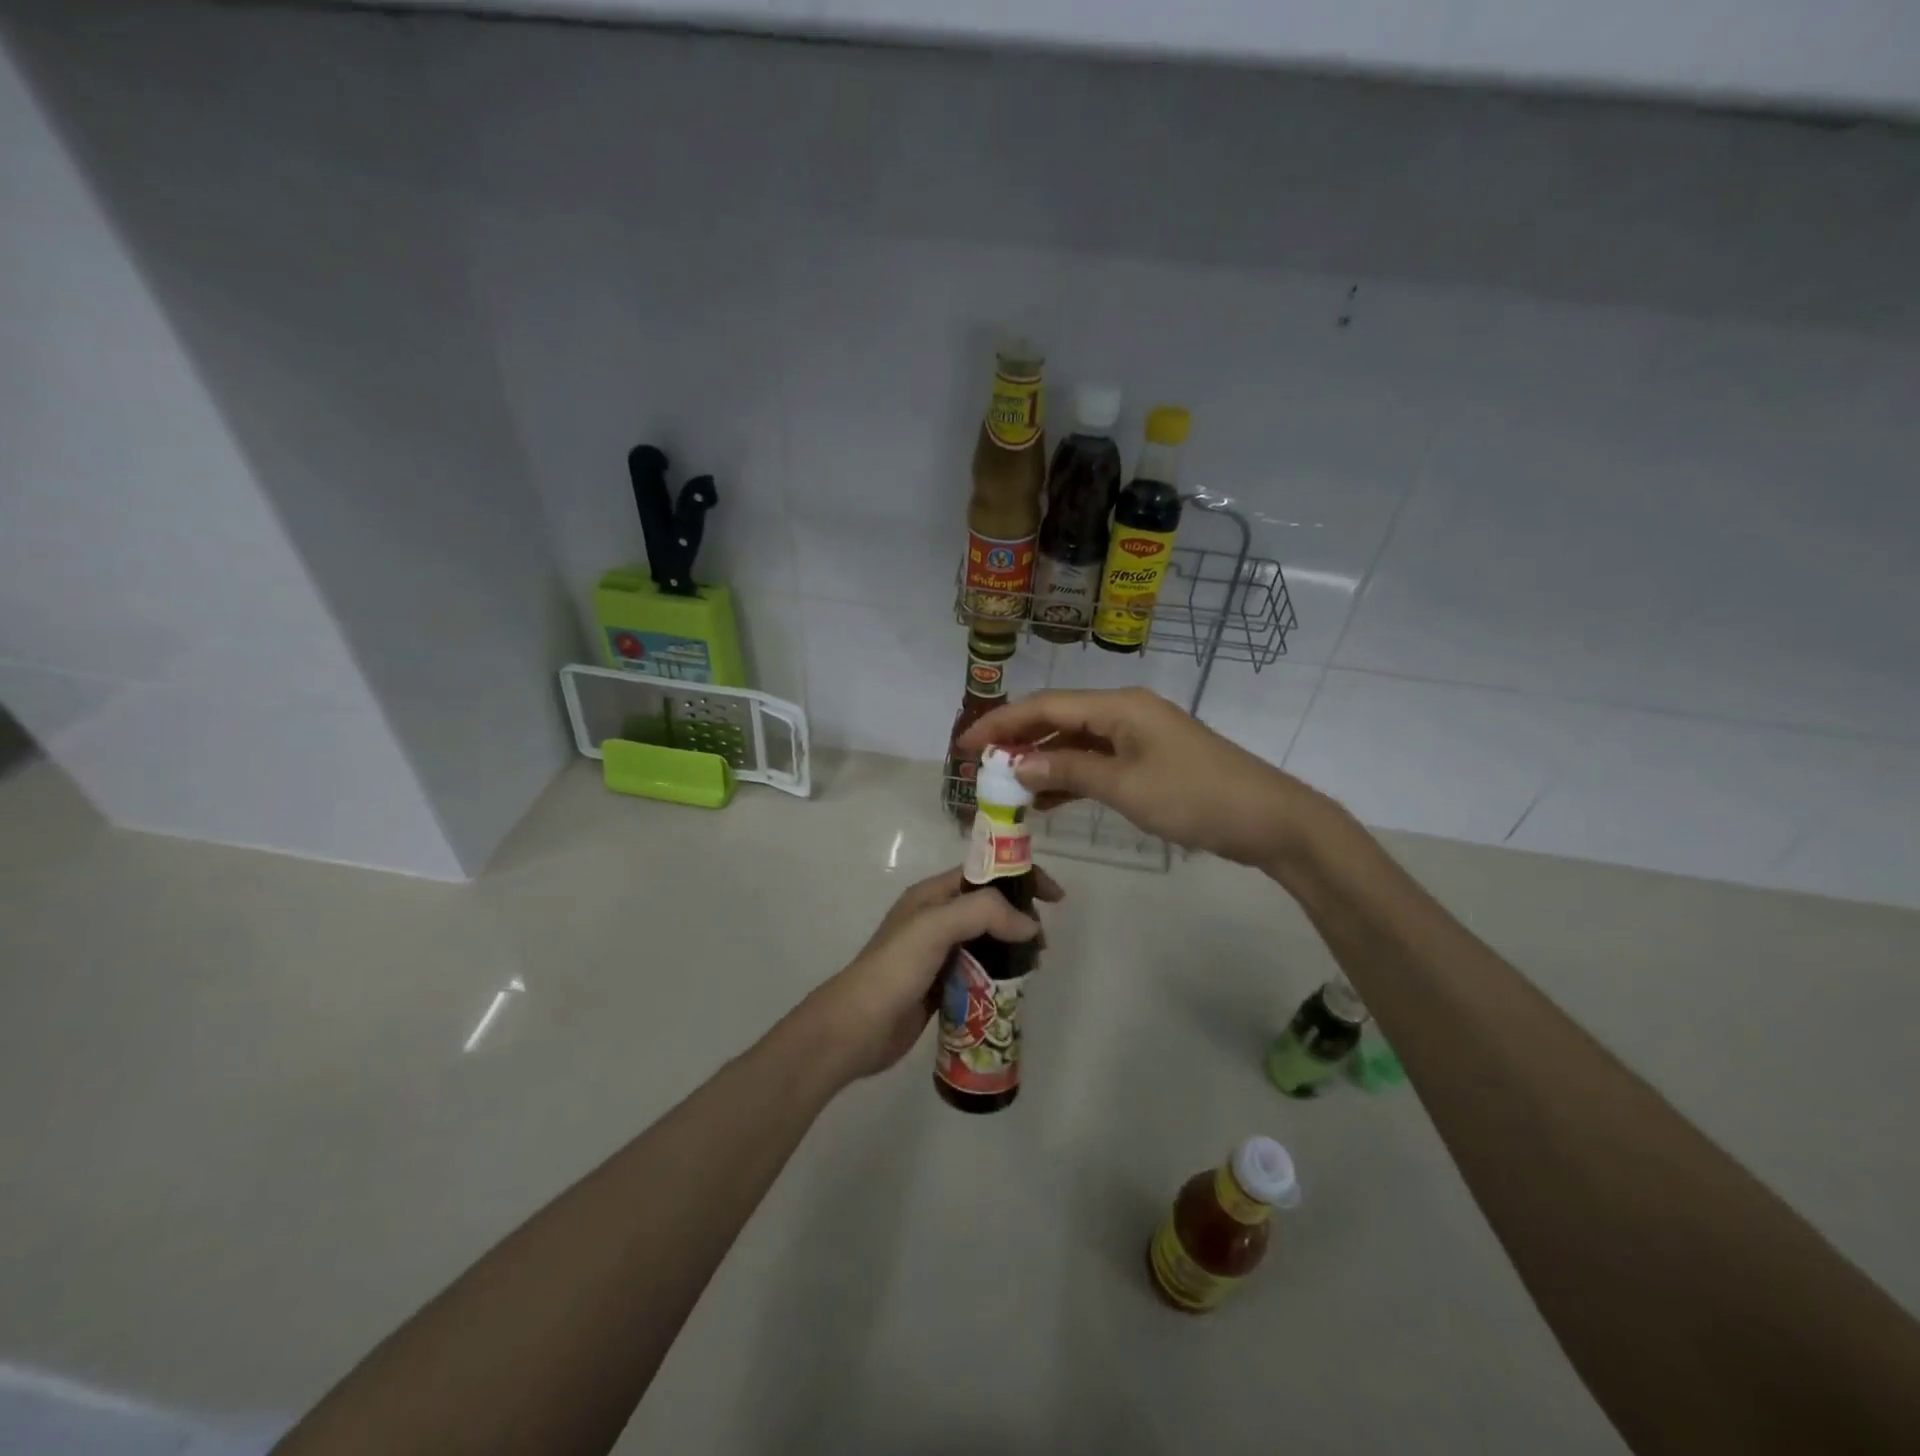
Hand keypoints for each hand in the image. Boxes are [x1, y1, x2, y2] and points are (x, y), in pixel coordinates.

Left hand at [802, 865, 1065, 1085]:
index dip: (1021, 878)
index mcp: (932, 895)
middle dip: (1021, 918)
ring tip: (1033, 968)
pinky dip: (1000, 975)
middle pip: (990, 907)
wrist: (856, 1028)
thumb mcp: (935, 927)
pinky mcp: (941, 985)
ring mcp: (938, 953)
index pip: (985, 872)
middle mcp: (936, 918)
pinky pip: (980, 972)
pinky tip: (1014, 990)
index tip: (1055, 898)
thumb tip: (1029, 925)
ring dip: (1013, 949)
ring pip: (987, 941)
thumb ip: (983, 913)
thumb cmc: (894, 970)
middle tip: (1042, 944)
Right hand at [957, 687, 1314, 867]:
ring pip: (1075, 743)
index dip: (1001, 723)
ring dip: (1040, 763)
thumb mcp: (1125, 786)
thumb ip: (1068, 772)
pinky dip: (1069, 778)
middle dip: (1016, 741)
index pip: (1046, 707)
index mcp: (1118, 707)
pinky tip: (1044, 800)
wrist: (1268, 819)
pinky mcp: (1147, 761)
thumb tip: (1015, 765)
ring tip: (1003, 787)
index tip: (964, 745)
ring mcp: (1137, 737)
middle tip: (978, 766)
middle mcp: (1123, 712)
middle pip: (1057, 720)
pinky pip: (1096, 763)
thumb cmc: (1194, 797)